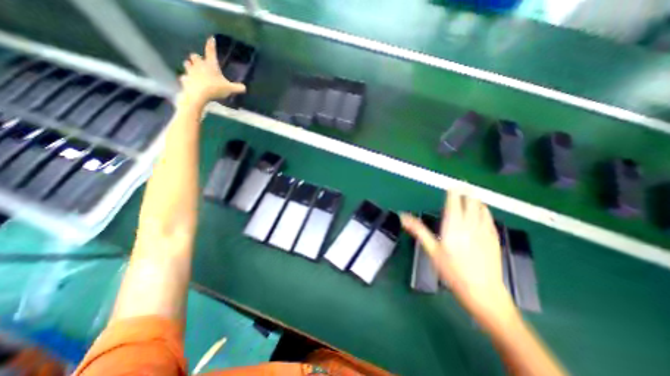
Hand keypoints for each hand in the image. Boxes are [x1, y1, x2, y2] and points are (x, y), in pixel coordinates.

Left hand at [179, 35, 246, 105]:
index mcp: (210, 65)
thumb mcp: (230, 89)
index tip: (211, 38)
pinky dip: (187, 78)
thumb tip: (244, 87)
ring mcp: (190, 71)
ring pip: (187, 64)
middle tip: (200, 62)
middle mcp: (199, 65)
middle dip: (197, 58)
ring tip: (193, 70)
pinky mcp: (185, 79)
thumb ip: (237, 88)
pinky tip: (189, 82)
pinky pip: (185, 77)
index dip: (211, 44)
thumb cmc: (215, 88)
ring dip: (190, 65)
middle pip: (195, 56)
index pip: (211, 51)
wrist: (198, 94)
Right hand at [403, 189, 517, 329]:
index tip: (452, 184)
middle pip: (470, 201)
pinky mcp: (494, 238)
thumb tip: (403, 217)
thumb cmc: (452, 270)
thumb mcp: (431, 250)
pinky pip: (489, 217)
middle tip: (463, 184)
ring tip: (472, 194)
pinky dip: (485, 210)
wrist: (482, 291)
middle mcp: (470, 224)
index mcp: (454, 225)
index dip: (453, 191)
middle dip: (467, 190)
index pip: (454, 202)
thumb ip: (418, 230)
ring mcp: (484, 230)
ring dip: (476, 198)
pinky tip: (483, 211)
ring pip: (482, 207)